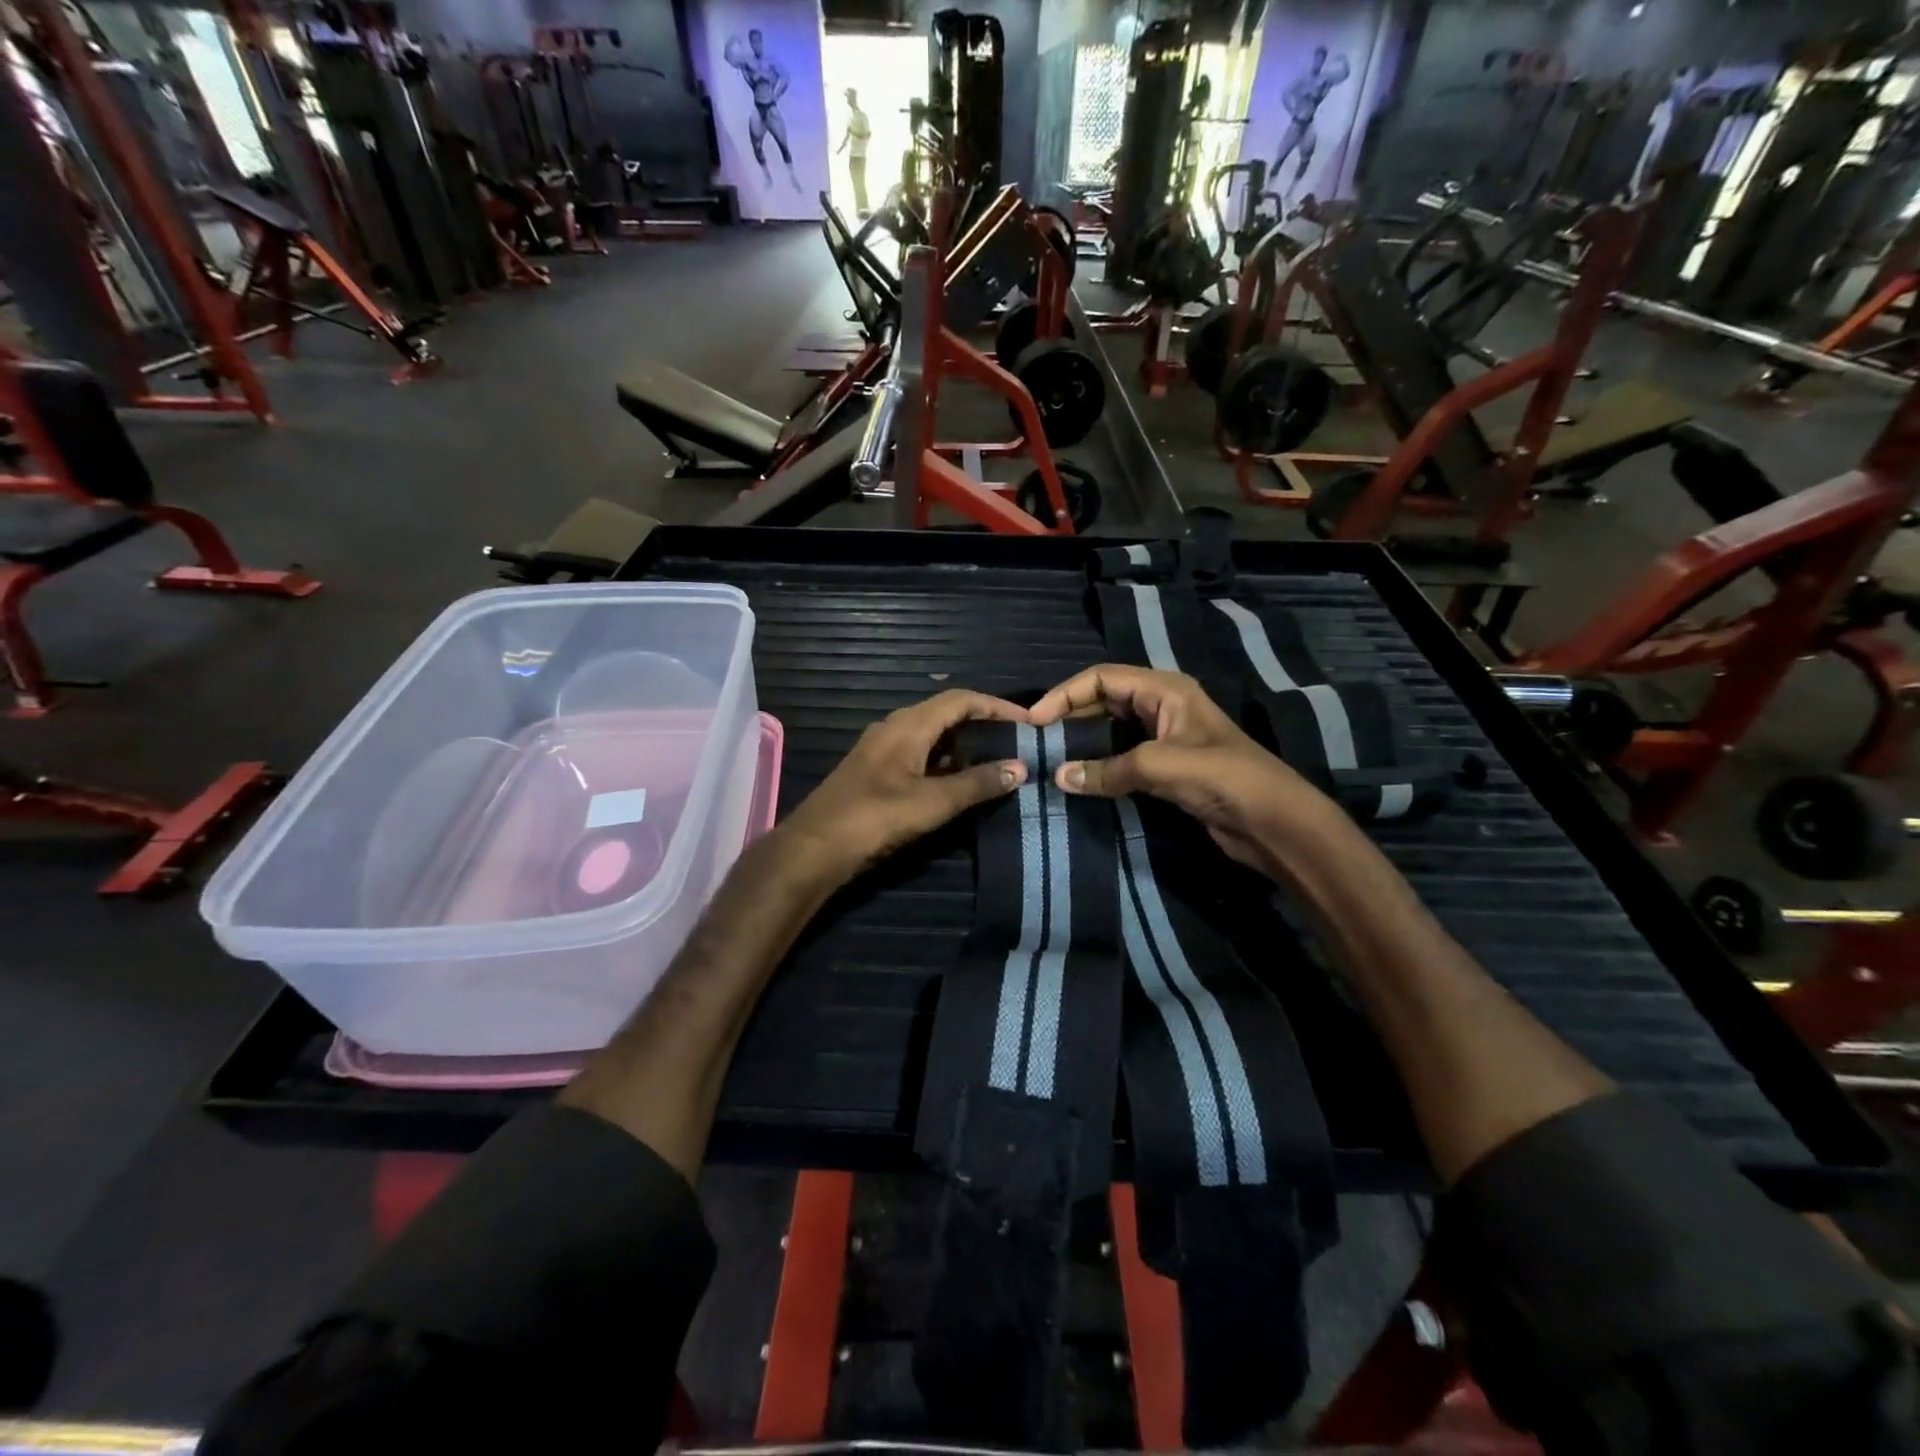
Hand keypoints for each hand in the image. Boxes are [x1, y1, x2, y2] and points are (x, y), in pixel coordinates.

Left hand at [780, 690, 1028, 884]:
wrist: (815, 847)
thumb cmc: (875, 817)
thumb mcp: (933, 802)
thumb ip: (977, 783)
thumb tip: (1020, 768)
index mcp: (908, 725)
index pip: (960, 699)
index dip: (995, 706)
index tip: (1027, 720)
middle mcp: (895, 728)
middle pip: (946, 713)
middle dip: (982, 723)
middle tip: (1016, 740)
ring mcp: (883, 749)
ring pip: (932, 735)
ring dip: (964, 744)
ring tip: (997, 760)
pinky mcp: (877, 771)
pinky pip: (919, 754)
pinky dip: (945, 761)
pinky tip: (961, 782)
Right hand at [1027, 665, 1342, 873]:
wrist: (1274, 822)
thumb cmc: (1223, 778)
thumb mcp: (1161, 766)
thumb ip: (1107, 769)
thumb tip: (1058, 777)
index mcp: (1165, 689)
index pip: (1102, 677)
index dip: (1065, 694)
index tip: (1035, 722)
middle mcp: (1162, 706)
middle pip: (1104, 700)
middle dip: (1070, 716)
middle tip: (1037, 741)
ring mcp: (1165, 738)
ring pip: (1111, 729)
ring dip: (1082, 741)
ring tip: (1050, 759)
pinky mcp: (1167, 768)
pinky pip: (1122, 757)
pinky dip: (1099, 764)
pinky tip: (1079, 778)